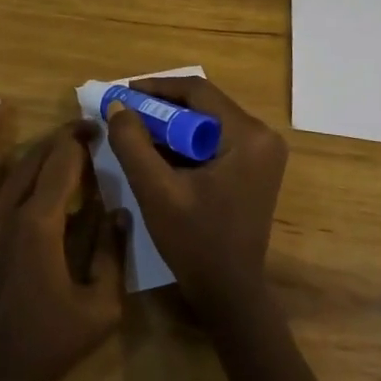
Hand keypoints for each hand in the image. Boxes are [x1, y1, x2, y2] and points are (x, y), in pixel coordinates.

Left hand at [0, 102, 124, 380]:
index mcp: (40, 224)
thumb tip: (119, 211)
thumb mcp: (100, 309)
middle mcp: (1, 213)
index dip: (80, 144)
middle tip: (73, 130)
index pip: (62, 165)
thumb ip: (111, 254)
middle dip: (54, 140)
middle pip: (29, 161)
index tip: (95, 132)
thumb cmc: (46, 349)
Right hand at [105, 76, 287, 320]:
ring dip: (171, 125)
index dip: (156, 88)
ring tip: (135, 131)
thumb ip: (133, 143)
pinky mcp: (254, 167)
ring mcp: (262, 152)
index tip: (122, 95)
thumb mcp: (155, 190)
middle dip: (161, 107)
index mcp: (248, 136)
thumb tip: (117, 105)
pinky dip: (185, 142)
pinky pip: (214, 139)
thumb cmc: (195, 242)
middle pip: (203, 104)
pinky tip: (158, 152)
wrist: (228, 292)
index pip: (197, 91)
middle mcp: (262, 136)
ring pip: (207, 121)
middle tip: (125, 113)